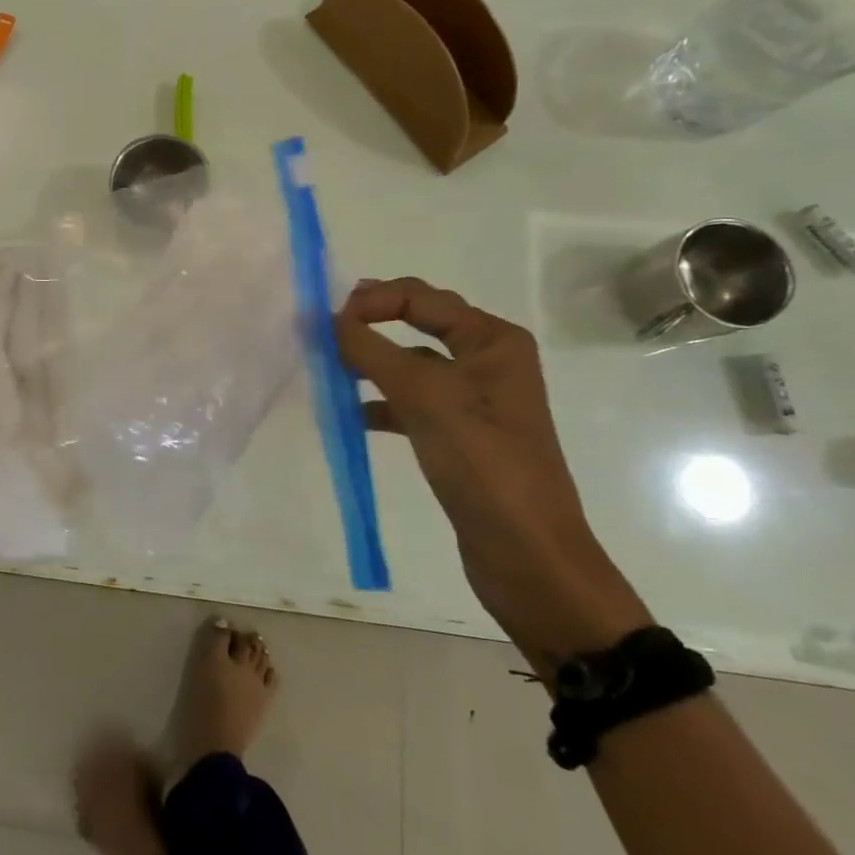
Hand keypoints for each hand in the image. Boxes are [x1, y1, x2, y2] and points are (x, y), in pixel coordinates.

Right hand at [334, 278, 649, 668]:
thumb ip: (373, 352)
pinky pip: (411, 402)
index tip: (328, 321)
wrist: (529, 556)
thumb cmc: (483, 465)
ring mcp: (474, 399)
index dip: (373, 300)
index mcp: (492, 341)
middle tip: (325, 329)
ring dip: (373, 361)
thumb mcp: (425, 398)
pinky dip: (380, 402)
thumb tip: (330, 319)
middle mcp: (487, 361)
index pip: (422, 298)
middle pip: (419, 322)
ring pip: (412, 363)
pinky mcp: (460, 434)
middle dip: (373, 321)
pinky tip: (353, 415)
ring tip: (332, 368)